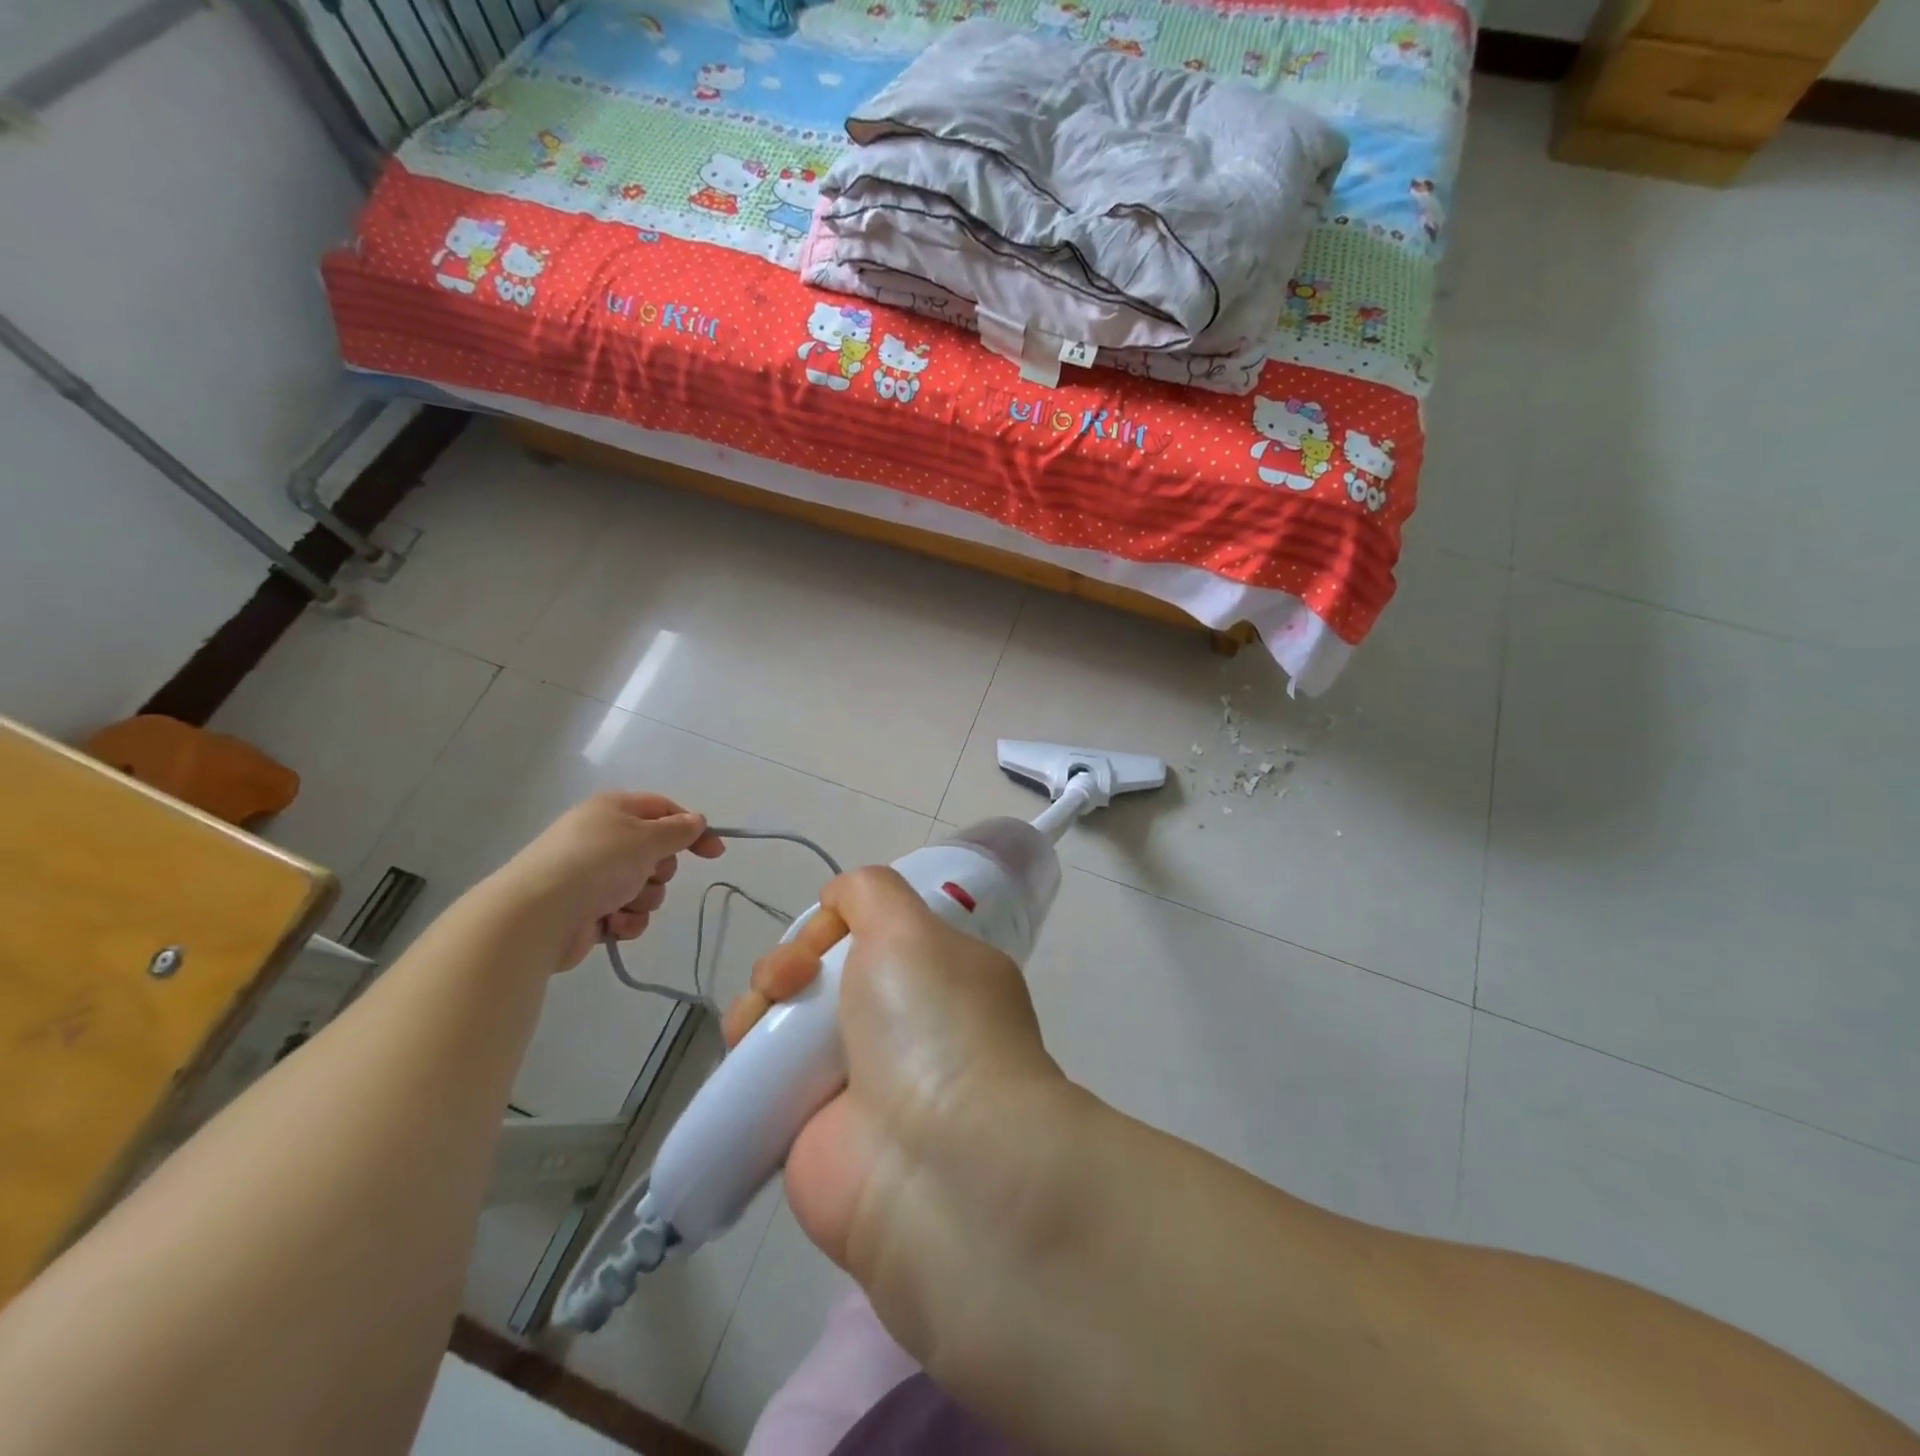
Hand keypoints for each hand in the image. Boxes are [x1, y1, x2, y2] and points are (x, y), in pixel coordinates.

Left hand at [496, 792, 724, 971]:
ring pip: (645, 887)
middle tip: (647, 874)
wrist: (538, 914)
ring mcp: (593, 876)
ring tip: (622, 905)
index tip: (715, 853)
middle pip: (656, 852)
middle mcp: (603, 839)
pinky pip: (627, 914)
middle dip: (661, 870)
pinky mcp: (588, 911)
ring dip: (643, 899)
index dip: (692, 829)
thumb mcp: (647, 837)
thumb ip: (678, 831)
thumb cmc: (597, 863)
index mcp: (613, 811)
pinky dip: (626, 921)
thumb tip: (697, 822)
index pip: (664, 810)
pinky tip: (612, 924)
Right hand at [726, 867, 1082, 1358]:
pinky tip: (742, 1046)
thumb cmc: (932, 1024)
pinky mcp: (811, 1129)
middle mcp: (902, 1023)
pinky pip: (765, 1075)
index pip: (874, 932)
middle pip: (822, 971)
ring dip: (761, 999)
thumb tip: (839, 901)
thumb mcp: (913, 926)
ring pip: (788, 1017)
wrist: (934, 1162)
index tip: (827, 933)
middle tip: (790, 977)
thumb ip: (873, 892)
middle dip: (791, 960)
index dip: (836, 923)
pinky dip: (744, 1054)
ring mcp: (856, 1078)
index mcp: (939, 973)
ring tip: (761, 1012)